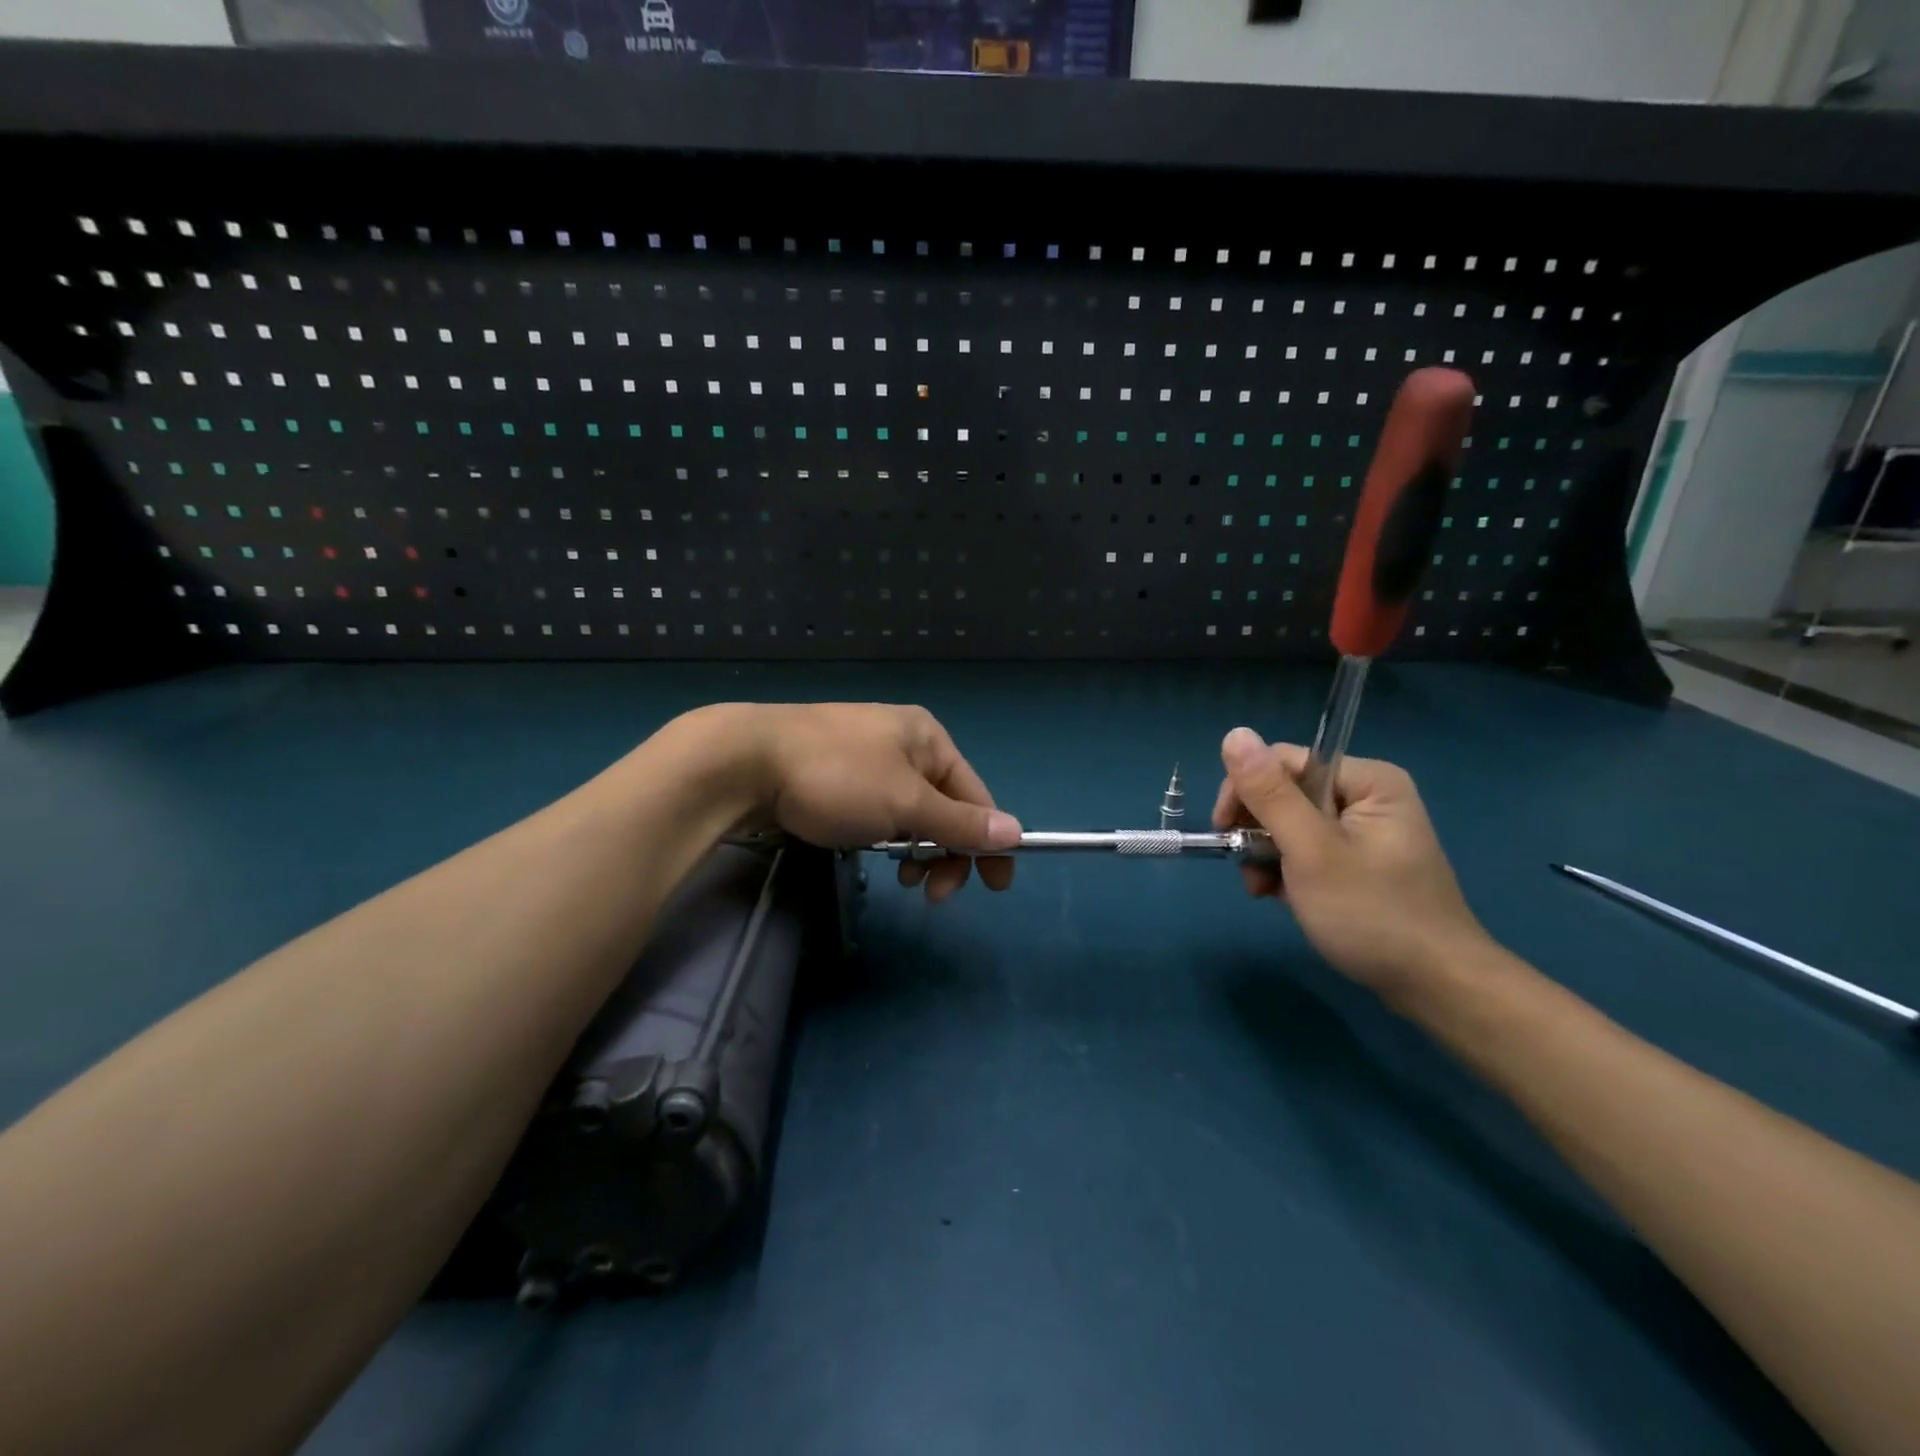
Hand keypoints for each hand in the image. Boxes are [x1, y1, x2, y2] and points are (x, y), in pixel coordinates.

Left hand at [717, 703, 1021, 902]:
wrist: (744, 761)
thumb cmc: (837, 777)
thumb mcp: (906, 804)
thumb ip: (960, 822)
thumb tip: (1016, 832)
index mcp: (928, 738)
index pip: (975, 795)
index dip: (989, 841)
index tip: (996, 887)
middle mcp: (903, 741)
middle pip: (944, 805)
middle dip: (946, 852)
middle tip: (933, 894)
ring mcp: (867, 756)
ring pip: (911, 812)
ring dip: (917, 849)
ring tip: (903, 879)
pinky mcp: (837, 774)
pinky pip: (879, 810)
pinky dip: (886, 836)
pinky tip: (871, 851)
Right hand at [1211, 727, 1490, 995]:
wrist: (1436, 988)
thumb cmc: (1372, 914)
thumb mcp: (1310, 851)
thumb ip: (1270, 794)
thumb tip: (1234, 734)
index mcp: (1367, 780)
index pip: (1285, 761)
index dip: (1247, 790)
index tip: (1224, 831)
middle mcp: (1369, 795)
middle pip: (1286, 793)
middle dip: (1257, 831)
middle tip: (1247, 872)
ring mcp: (1366, 830)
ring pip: (1291, 824)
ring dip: (1267, 855)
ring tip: (1264, 891)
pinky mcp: (1362, 861)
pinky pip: (1308, 849)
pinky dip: (1287, 870)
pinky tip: (1282, 896)